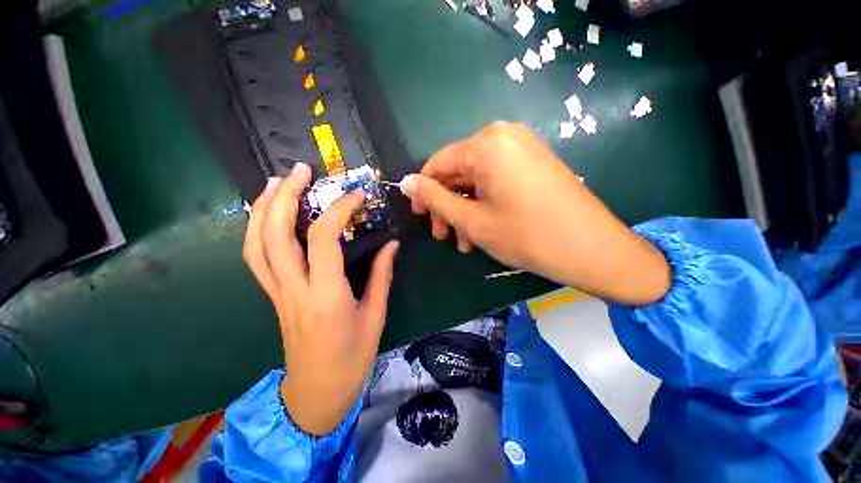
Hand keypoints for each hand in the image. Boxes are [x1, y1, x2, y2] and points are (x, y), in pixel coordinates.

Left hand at [244, 163, 399, 434]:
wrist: (316, 390)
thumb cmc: (350, 361)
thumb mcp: (374, 320)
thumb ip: (380, 278)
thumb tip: (391, 245)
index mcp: (326, 297)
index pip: (322, 237)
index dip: (338, 208)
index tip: (356, 195)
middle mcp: (294, 289)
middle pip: (276, 232)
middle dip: (285, 194)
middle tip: (301, 170)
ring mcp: (276, 292)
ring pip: (256, 243)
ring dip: (262, 208)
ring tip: (275, 183)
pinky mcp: (270, 296)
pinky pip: (254, 258)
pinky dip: (255, 230)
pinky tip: (265, 215)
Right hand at [399, 121, 669, 305]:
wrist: (592, 245)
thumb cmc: (530, 235)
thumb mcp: (474, 221)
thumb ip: (435, 199)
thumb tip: (406, 181)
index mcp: (486, 142)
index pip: (438, 163)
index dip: (424, 193)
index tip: (422, 221)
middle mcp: (505, 134)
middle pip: (461, 168)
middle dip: (450, 204)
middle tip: (447, 238)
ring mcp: (526, 145)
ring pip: (482, 174)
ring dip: (470, 206)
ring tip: (467, 242)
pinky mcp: (539, 158)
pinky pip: (503, 174)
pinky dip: (491, 198)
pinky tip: (489, 226)